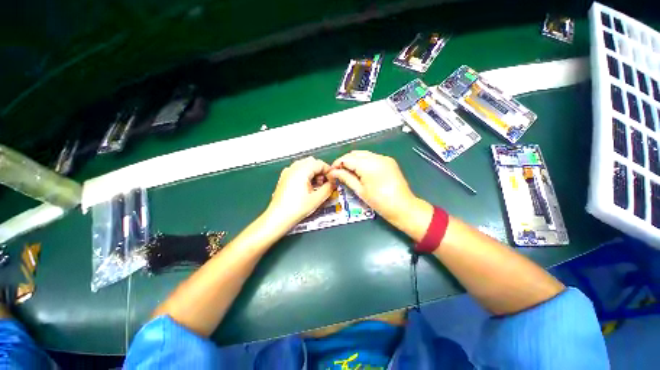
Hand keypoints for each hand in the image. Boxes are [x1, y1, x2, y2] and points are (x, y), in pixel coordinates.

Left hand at [266, 157, 334, 228]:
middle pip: (312, 162)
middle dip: (321, 171)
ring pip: (304, 165)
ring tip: (316, 186)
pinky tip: (307, 187)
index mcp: (302, 170)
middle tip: (325, 183)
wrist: (278, 217)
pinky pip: (297, 170)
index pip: (320, 163)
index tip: (333, 180)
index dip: (329, 171)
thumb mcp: (317, 199)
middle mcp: (293, 168)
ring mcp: (287, 172)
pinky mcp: (284, 178)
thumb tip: (333, 183)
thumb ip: (328, 188)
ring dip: (313, 172)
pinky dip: (305, 174)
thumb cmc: (297, 208)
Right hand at [328, 151, 432, 240]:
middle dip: (344, 161)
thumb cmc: (380, 202)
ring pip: (363, 154)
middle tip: (339, 173)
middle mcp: (377, 157)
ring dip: (353, 161)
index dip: (337, 164)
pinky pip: (371, 157)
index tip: (331, 172)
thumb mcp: (360, 190)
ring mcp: (384, 158)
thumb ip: (345, 178)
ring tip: (348, 173)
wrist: (403, 207)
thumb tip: (333, 172)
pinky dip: (363, 162)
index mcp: (368, 164)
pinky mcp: (389, 161)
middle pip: (354, 153)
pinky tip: (361, 172)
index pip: (347, 158)